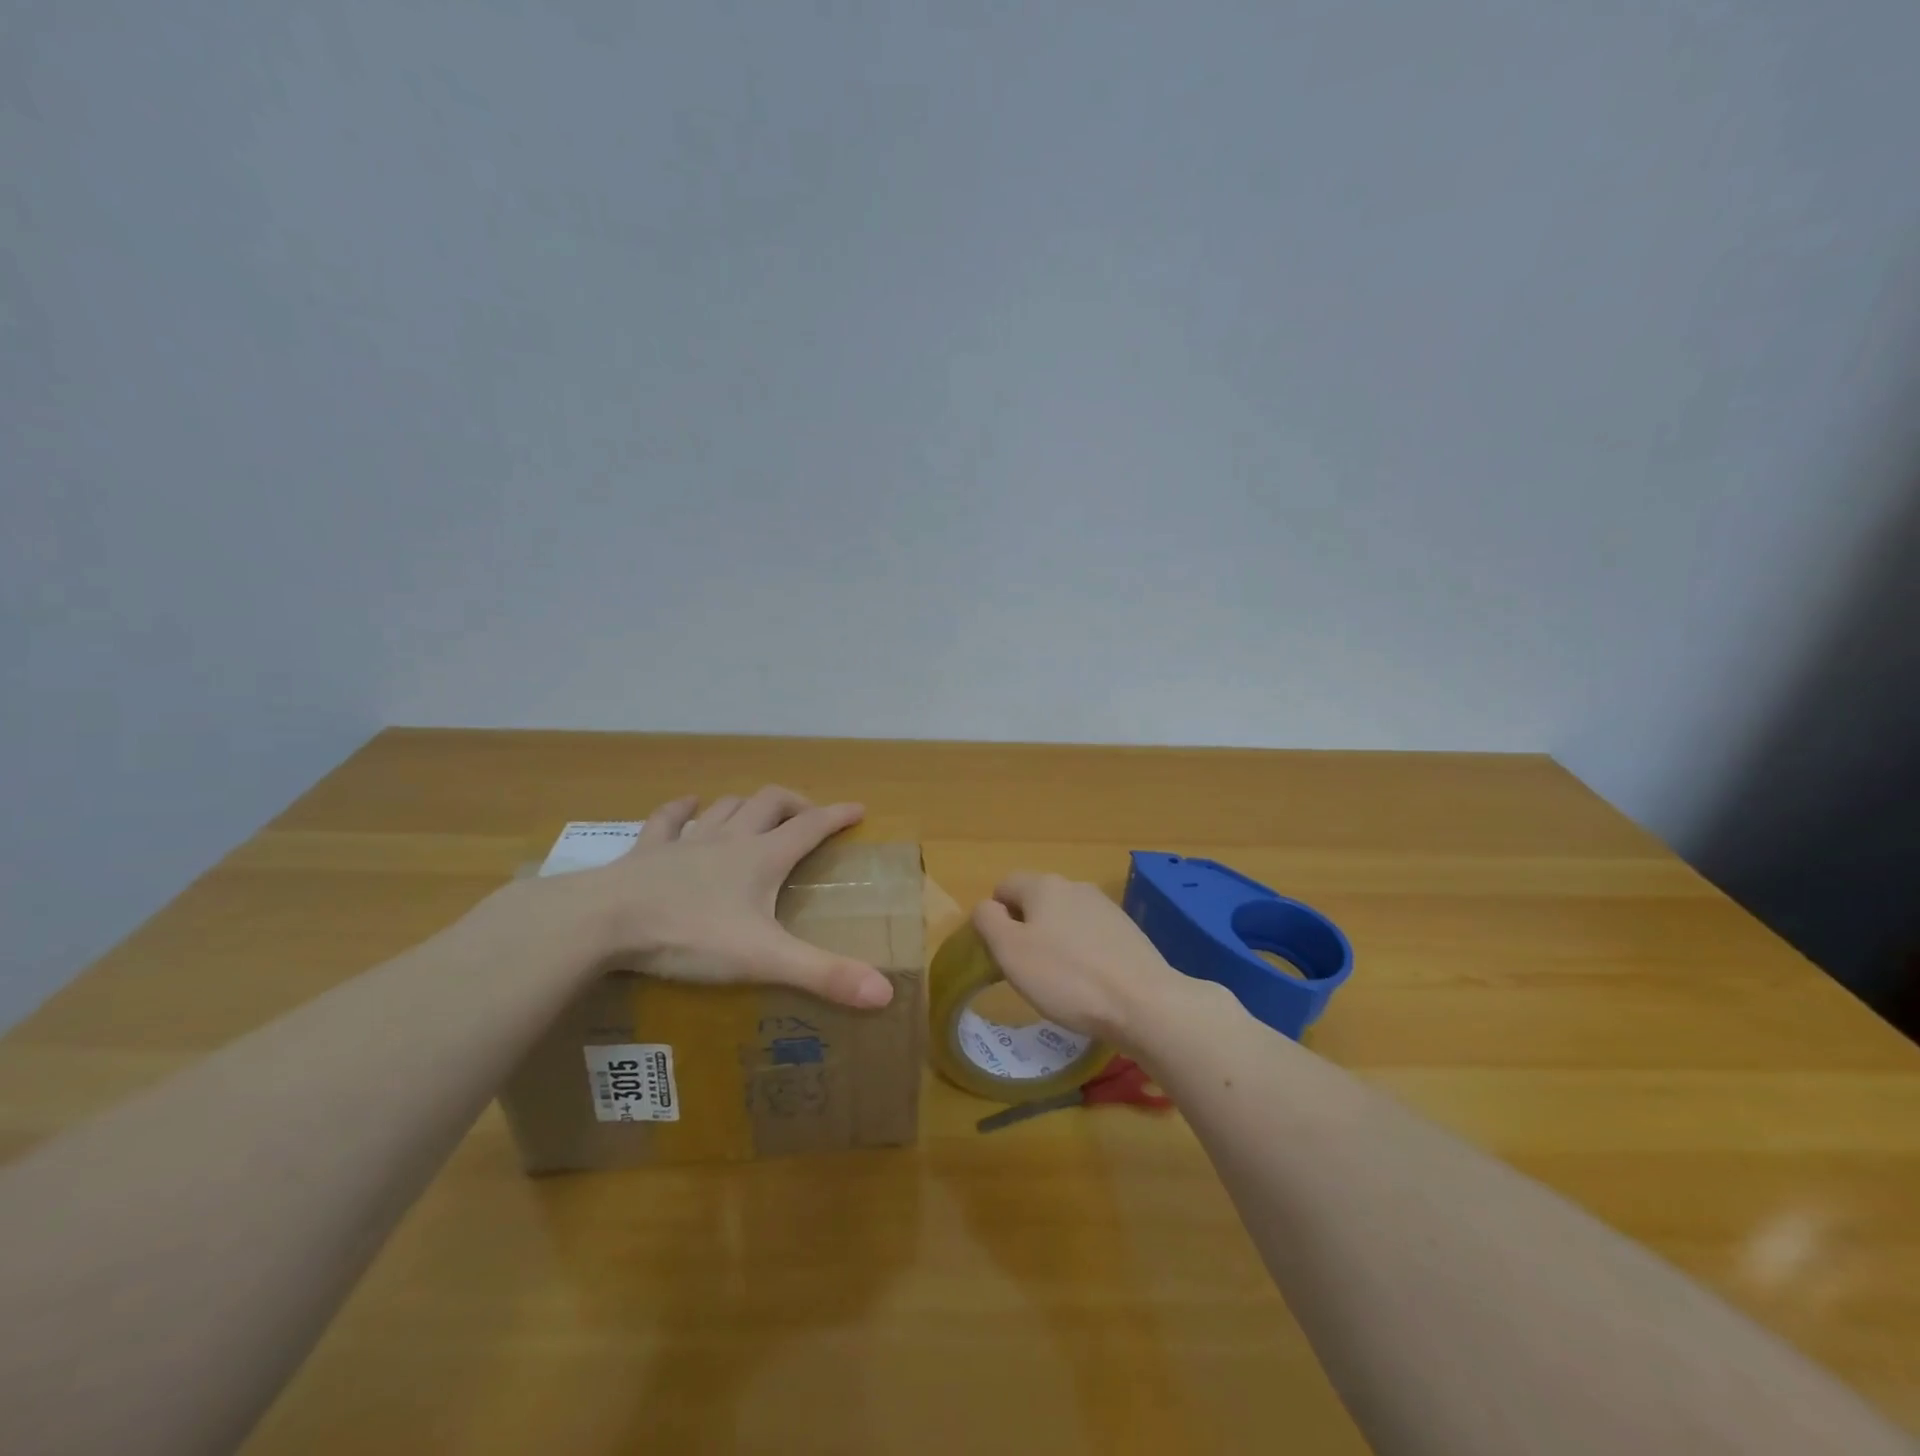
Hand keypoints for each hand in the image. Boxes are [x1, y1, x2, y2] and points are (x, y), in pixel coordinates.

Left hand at [563, 787, 893, 1009]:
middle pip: (771, 803)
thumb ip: (823, 975)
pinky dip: (682, 809)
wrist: (603, 922)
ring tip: (758, 812)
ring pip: (726, 807)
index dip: (838, 815)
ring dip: (747, 804)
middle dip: (796, 803)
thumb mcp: (764, 959)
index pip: (811, 826)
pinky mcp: (647, 851)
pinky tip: (688, 806)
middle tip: (809, 816)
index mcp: (762, 858)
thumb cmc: (690, 936)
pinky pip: (668, 819)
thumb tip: (885, 993)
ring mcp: (686, 841)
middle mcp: (730, 839)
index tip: (859, 810)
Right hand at [972, 872, 1191, 1049]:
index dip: (995, 917)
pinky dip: (1082, 953)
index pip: (1004, 886)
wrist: (1144, 1002)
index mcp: (1043, 885)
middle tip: (1026, 969)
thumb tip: (988, 907)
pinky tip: (1089, 983)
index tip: (1000, 953)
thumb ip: (988, 921)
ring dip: (1055, 941)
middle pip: (1036, 901)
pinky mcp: (1127, 931)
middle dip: (1026, 929)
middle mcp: (1075, 886)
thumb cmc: (1067, 978)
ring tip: (1059, 980)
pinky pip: (1090, 935)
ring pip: (1064, 918)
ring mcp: (1105, 907)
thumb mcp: (1010, 952)